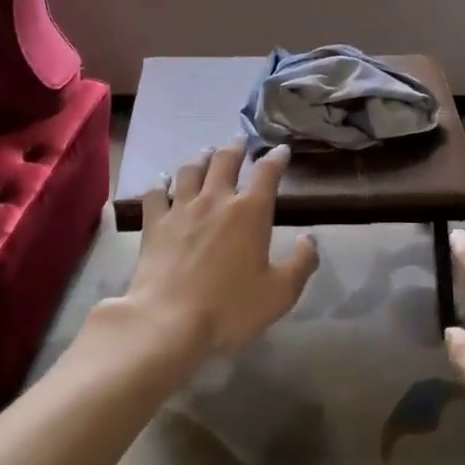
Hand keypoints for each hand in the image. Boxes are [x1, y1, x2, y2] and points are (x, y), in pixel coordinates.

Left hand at [103, 142, 318, 365]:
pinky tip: (162, 180)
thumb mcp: (280, 293)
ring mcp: (181, 209)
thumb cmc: (230, 308)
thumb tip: (310, 239)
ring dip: (202, 158)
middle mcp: (216, 200)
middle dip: (236, 148)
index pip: (267, 173)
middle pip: (225, 161)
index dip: (276, 158)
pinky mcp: (154, 224)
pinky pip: (155, 193)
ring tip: (207, 153)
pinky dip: (160, 183)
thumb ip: (302, 263)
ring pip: (191, 170)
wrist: (168, 322)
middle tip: (241, 142)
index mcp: (250, 212)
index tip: (281, 150)